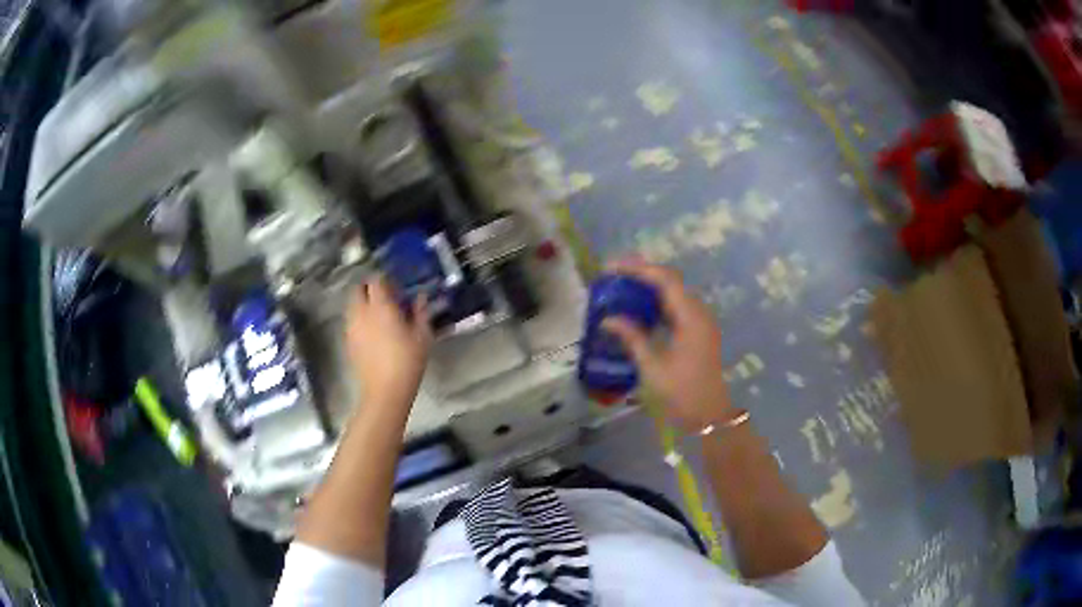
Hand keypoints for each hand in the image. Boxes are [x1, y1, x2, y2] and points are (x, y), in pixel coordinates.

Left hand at [345, 277, 432, 408]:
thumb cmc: (407, 361)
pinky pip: (352, 322)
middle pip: (358, 290)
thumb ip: (420, 312)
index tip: (396, 286)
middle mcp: (361, 312)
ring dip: (363, 304)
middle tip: (385, 297)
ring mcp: (351, 328)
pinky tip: (373, 333)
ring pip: (352, 305)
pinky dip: (360, 320)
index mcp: (380, 306)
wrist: (384, 392)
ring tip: (379, 315)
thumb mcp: (422, 336)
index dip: (385, 280)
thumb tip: (421, 297)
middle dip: (369, 289)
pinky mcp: (348, 342)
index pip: (376, 280)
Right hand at [603, 260, 734, 432]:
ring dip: (649, 288)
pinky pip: (676, 308)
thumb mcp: (652, 367)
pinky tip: (638, 310)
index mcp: (691, 317)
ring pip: (673, 293)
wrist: (709, 415)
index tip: (612, 269)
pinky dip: (657, 304)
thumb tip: (607, 319)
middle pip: (670, 281)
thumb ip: (632, 338)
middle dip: (641, 274)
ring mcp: (701, 321)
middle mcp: (699, 312)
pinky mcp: (698, 332)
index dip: (638, 269)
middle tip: (613, 275)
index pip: (664, 280)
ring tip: (621, 289)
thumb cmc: (682, 393)